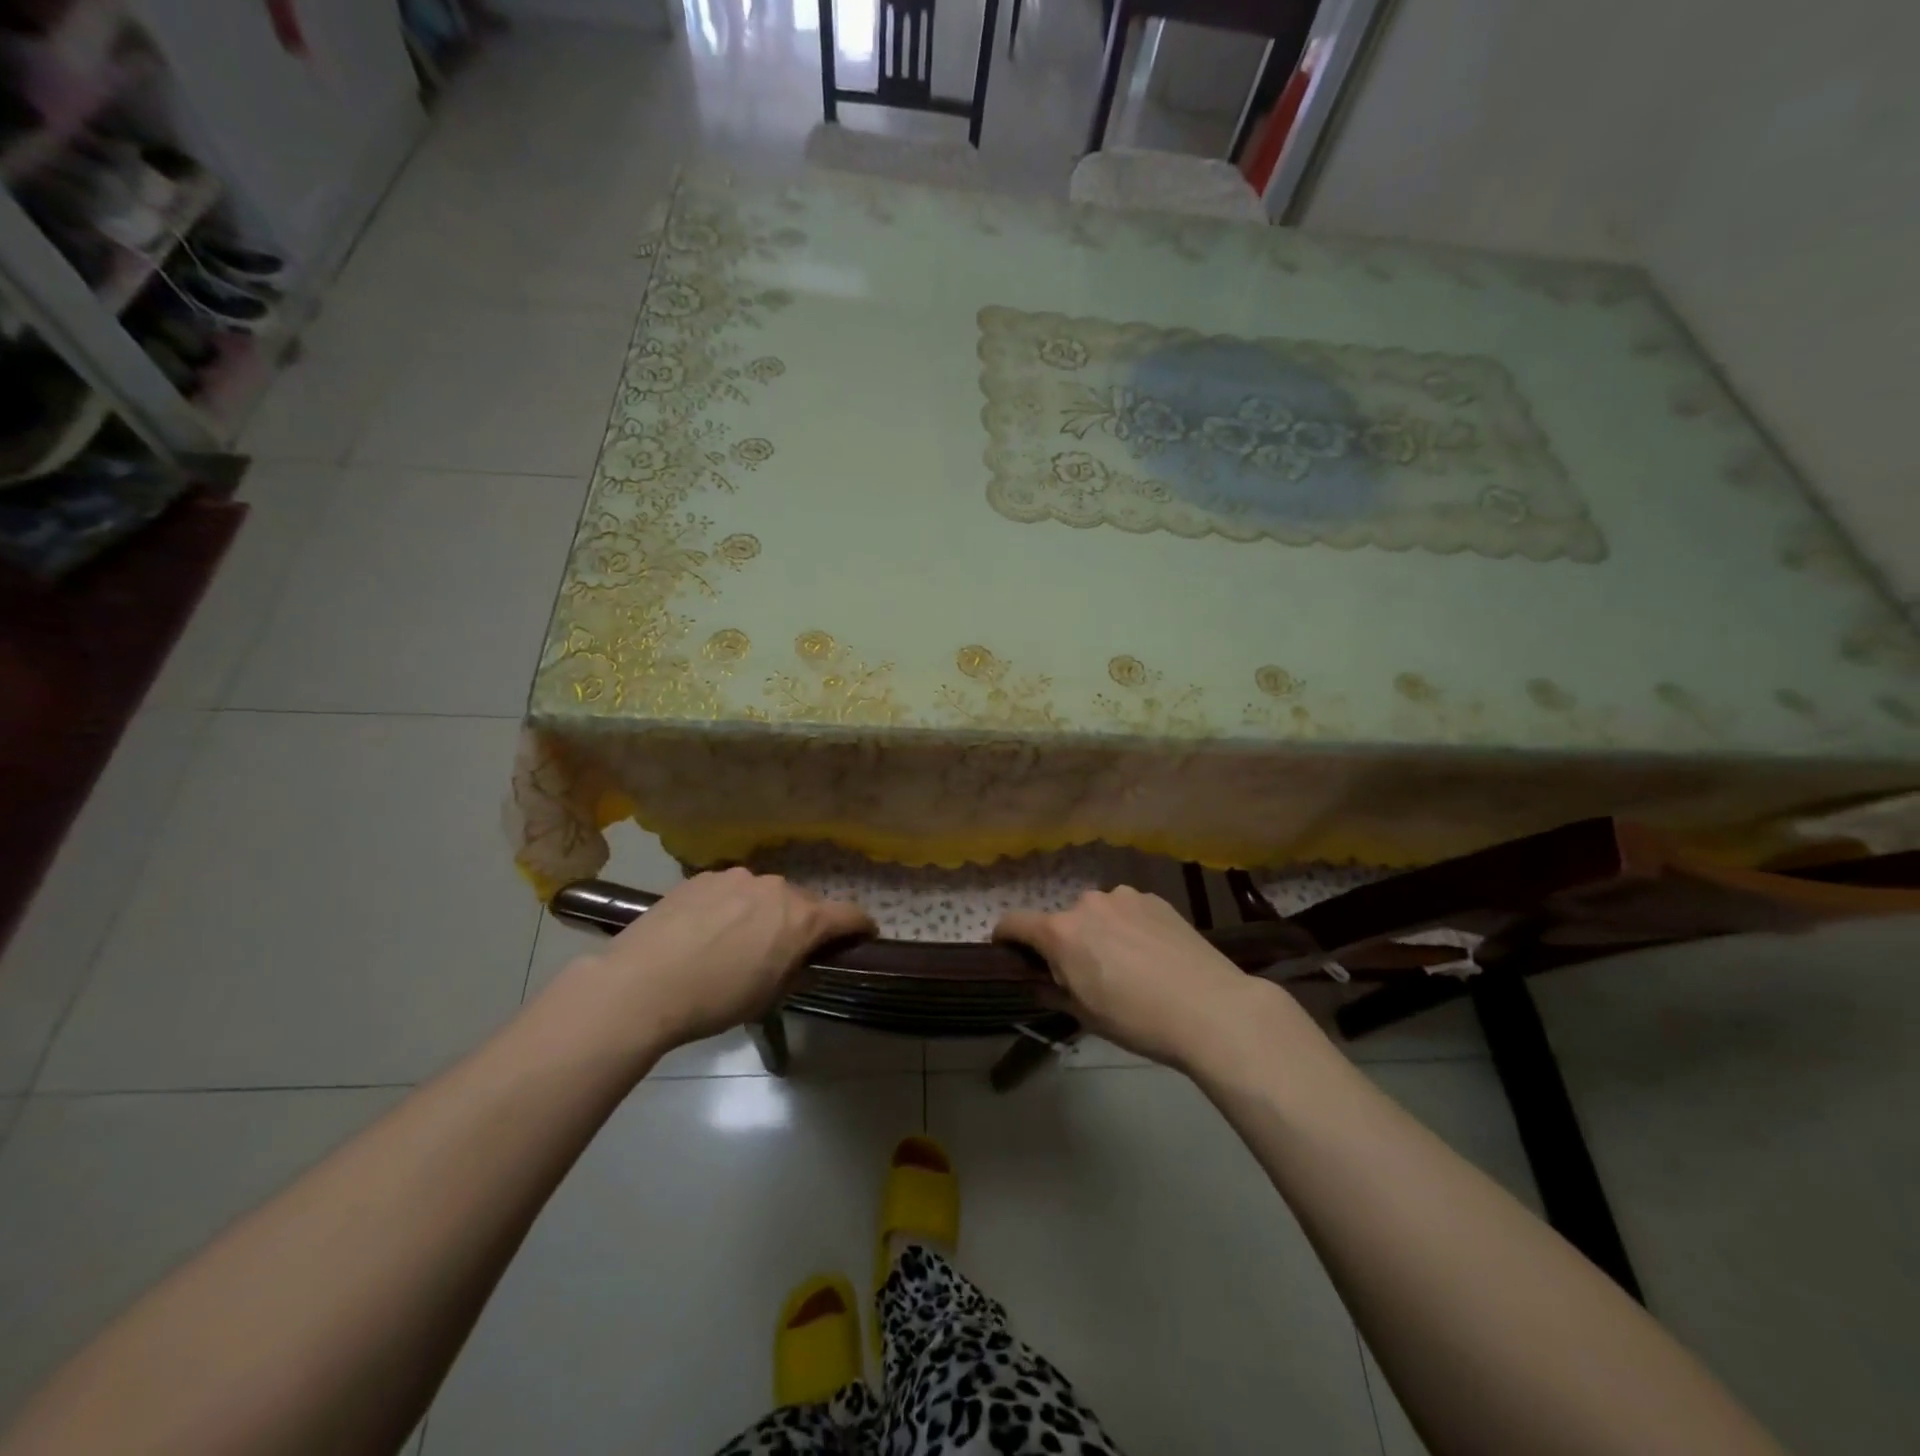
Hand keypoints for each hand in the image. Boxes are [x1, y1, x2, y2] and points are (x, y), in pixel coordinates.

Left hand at [555, 868, 873, 1056]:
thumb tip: (797, 955)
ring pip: (764, 893)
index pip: (849, 914)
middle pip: (804, 903)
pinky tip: (705, 930)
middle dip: (803, 923)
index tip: (863, 936)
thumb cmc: (715, 1001)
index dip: (861, 926)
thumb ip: (794, 966)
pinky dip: (730, 906)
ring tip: (736, 940)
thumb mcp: (768, 995)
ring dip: (763, 912)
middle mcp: (777, 888)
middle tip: (785, 950)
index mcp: (801, 919)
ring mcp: (737, 877)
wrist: (641, 985)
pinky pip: (730, 890)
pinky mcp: (702, 877)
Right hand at [995, 887, 1266, 1069]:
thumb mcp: (1084, 1015)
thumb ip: (1052, 990)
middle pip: (1061, 920)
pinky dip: (1128, 926)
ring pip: (1097, 914)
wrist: (1210, 1008)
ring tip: (1126, 964)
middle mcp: (1086, 903)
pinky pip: (1127, 911)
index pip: (1014, 922)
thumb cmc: (1137, 1019)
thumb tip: (1039, 980)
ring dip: (1098, 932)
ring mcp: (1124, 897)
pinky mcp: (1155, 899)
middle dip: (1064, 942)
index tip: (1007, 951)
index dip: (1004, 936)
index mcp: (1061, 932)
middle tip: (1084, 974)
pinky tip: (1151, 954)